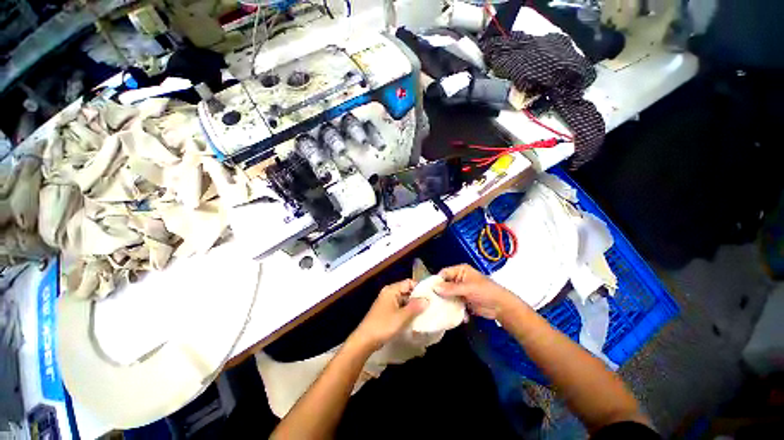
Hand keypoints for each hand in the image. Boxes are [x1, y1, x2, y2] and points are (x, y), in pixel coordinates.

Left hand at [351, 280, 429, 350]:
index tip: (431, 296)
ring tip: (426, 313)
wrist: (365, 340)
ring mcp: (387, 302)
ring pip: (404, 300)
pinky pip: (400, 307)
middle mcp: (389, 293)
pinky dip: (407, 311)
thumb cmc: (383, 325)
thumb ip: (415, 307)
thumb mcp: (402, 317)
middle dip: (417, 298)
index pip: (408, 282)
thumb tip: (427, 300)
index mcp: (391, 290)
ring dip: (413, 306)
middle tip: (430, 305)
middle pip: (407, 291)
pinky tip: (415, 319)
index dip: (419, 288)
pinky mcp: (387, 311)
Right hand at [434, 264, 518, 319]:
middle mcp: (459, 279)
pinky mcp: (463, 301)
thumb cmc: (485, 292)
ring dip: (446, 302)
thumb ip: (451, 288)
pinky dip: (453, 308)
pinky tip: (452, 315)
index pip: (444, 273)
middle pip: (444, 285)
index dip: (437, 281)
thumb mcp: (467, 288)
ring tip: (439, 310)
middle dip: (440, 293)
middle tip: (431, 302)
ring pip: (448, 295)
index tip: (429, 290)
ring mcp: (461, 290)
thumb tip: (435, 288)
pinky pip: (453, 303)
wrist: (501, 307)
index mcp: (460, 270)